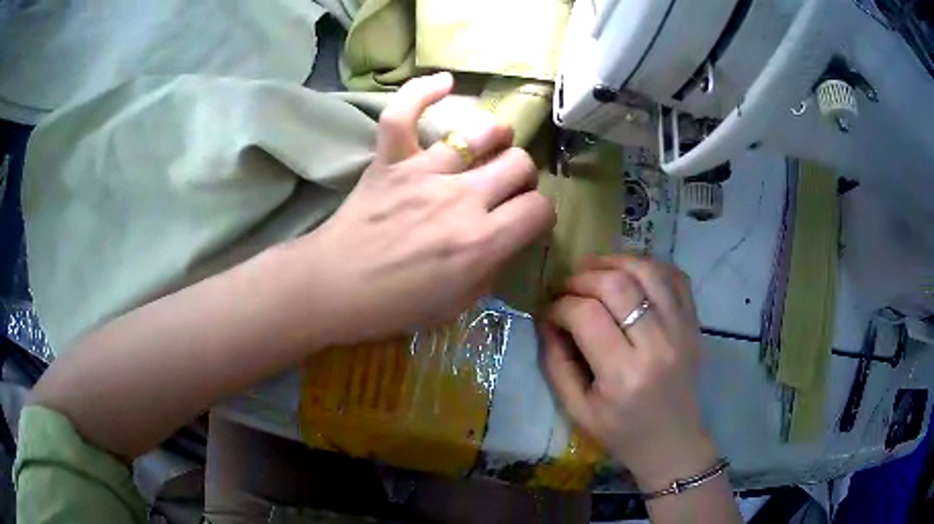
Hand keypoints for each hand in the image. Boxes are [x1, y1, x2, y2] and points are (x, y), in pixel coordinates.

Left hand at [295, 73, 555, 344]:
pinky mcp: (390, 160)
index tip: (527, 219)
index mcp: (481, 242)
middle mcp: (461, 199)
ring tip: (490, 146)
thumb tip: (507, 237)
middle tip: (505, 188)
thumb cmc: (395, 305)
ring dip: (495, 138)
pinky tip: (444, 81)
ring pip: (482, 133)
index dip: (540, 214)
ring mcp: (423, 173)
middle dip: (522, 177)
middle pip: (519, 164)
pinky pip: (404, 113)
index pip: (540, 208)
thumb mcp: (459, 303)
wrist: (335, 288)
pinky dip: (423, 91)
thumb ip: (493, 267)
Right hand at [540, 255, 716, 490]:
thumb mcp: (576, 408)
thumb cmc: (620, 432)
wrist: (672, 441)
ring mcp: (682, 329)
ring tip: (595, 270)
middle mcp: (658, 345)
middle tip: (568, 287)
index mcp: (623, 375)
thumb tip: (547, 318)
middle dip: (583, 277)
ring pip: (648, 271)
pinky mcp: (695, 323)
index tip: (550, 312)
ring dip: (615, 261)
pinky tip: (630, 273)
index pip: (586, 315)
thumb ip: (556, 362)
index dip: (560, 306)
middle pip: (617, 284)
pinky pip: (676, 276)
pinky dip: (650, 265)